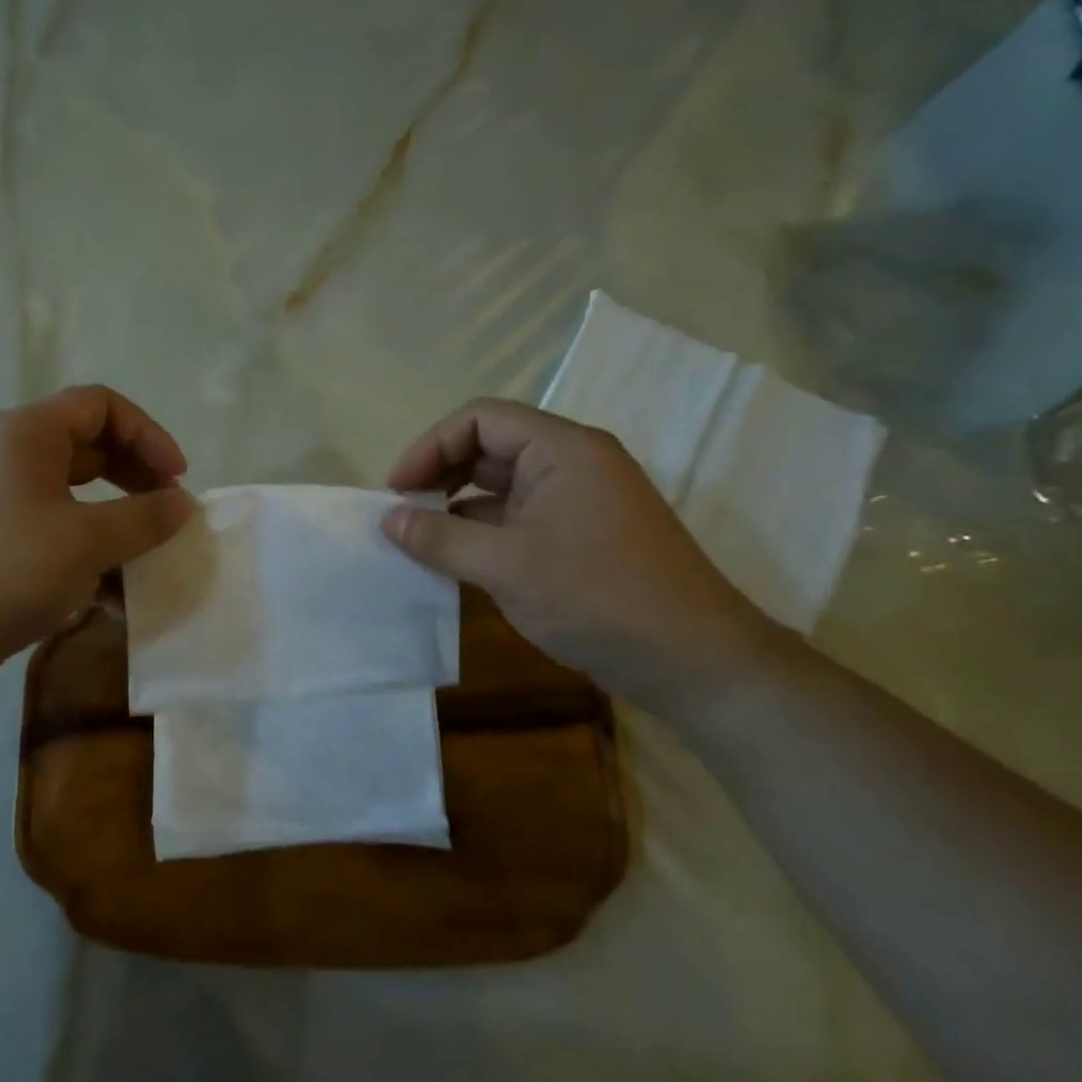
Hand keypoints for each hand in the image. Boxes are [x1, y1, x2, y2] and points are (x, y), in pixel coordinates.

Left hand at [0, 385, 195, 690]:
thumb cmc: (9, 571)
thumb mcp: (88, 541)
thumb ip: (144, 518)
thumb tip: (182, 504)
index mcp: (25, 433)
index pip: (100, 405)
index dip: (148, 434)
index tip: (176, 478)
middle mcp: (6, 451)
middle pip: (87, 444)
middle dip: (135, 476)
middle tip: (166, 513)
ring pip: (71, 489)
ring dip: (114, 514)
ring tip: (144, 551)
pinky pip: (50, 521)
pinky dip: (84, 541)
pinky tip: (110, 587)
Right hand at [381, 399, 778, 711]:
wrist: (693, 662)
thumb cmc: (598, 597)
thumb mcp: (506, 566)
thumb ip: (440, 538)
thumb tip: (388, 521)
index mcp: (563, 450)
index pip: (480, 419)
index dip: (430, 447)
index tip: (396, 490)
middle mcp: (571, 464)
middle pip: (488, 448)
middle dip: (439, 475)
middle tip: (401, 514)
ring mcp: (577, 502)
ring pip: (499, 487)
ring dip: (455, 507)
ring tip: (417, 539)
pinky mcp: (577, 537)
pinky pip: (515, 519)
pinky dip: (479, 533)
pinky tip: (453, 560)